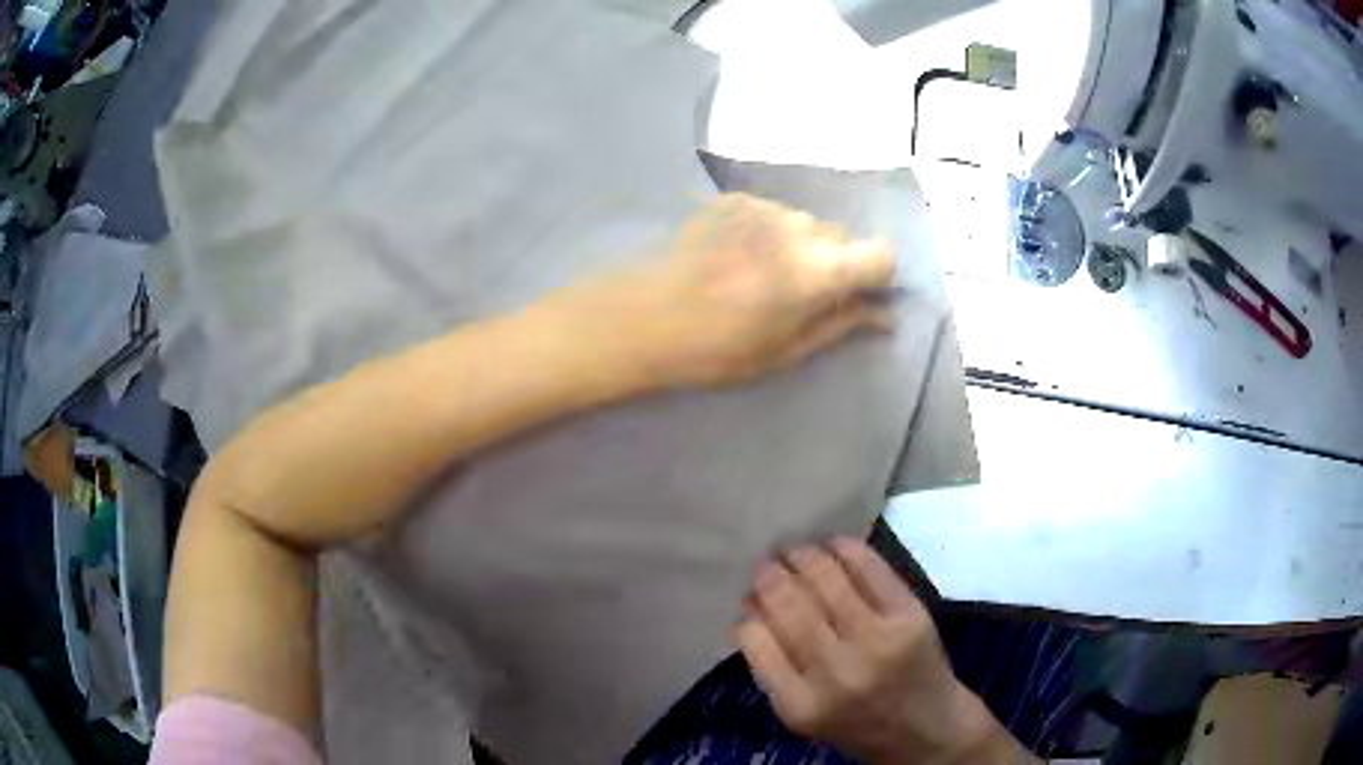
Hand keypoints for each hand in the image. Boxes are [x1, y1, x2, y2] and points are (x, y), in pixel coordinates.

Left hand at [545, 193, 897, 389]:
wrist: (639, 316)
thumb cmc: (713, 349)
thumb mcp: (783, 351)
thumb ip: (840, 326)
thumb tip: (883, 316)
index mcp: (817, 270)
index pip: (882, 254)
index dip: (876, 275)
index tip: (855, 296)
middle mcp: (798, 227)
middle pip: (842, 237)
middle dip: (835, 264)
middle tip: (799, 296)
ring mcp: (763, 207)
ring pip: (806, 223)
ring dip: (800, 246)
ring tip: (760, 276)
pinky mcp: (733, 199)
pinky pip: (773, 213)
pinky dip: (769, 233)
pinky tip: (736, 257)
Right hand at [736, 539, 1034, 764]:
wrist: (926, 728)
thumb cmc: (856, 723)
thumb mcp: (803, 714)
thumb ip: (774, 668)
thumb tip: (752, 608)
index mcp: (801, 704)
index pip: (756, 640)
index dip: (749, 611)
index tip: (749, 597)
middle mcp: (837, 672)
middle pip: (790, 606)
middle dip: (771, 576)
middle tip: (765, 562)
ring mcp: (878, 640)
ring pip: (827, 580)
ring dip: (803, 556)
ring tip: (794, 550)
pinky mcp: (909, 615)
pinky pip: (870, 569)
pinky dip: (845, 550)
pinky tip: (832, 545)